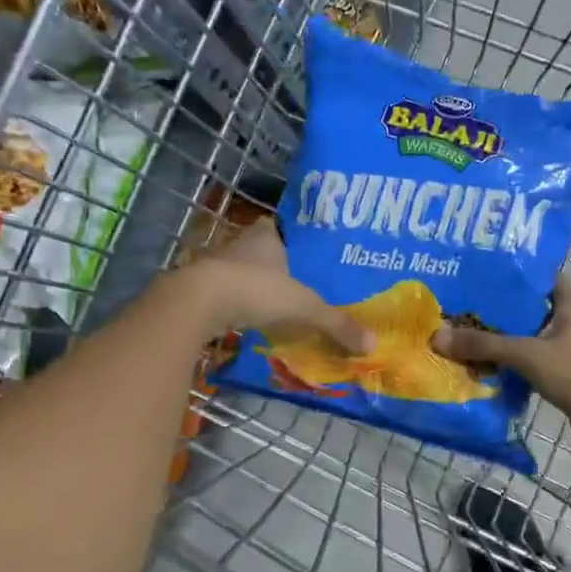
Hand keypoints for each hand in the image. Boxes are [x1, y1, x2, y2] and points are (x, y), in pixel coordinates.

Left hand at [185, 218, 373, 352]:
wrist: (197, 303)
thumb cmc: (255, 289)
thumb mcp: (304, 307)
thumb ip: (337, 323)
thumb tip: (373, 344)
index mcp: (266, 235)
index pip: (285, 227)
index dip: (298, 239)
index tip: (314, 253)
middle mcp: (242, 244)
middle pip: (267, 251)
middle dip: (283, 266)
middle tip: (308, 282)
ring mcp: (219, 266)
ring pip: (247, 273)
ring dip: (261, 287)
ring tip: (286, 303)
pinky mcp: (204, 290)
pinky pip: (231, 294)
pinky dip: (243, 305)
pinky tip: (257, 319)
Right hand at [431, 277, 570, 446]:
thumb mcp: (526, 354)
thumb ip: (484, 344)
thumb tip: (438, 336)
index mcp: (568, 304)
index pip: (540, 275)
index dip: (513, 270)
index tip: (480, 269)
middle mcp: (568, 320)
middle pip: (527, 306)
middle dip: (496, 305)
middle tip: (460, 300)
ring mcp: (565, 347)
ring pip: (525, 334)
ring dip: (500, 334)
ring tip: (462, 329)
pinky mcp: (560, 371)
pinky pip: (527, 358)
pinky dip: (507, 358)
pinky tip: (481, 361)